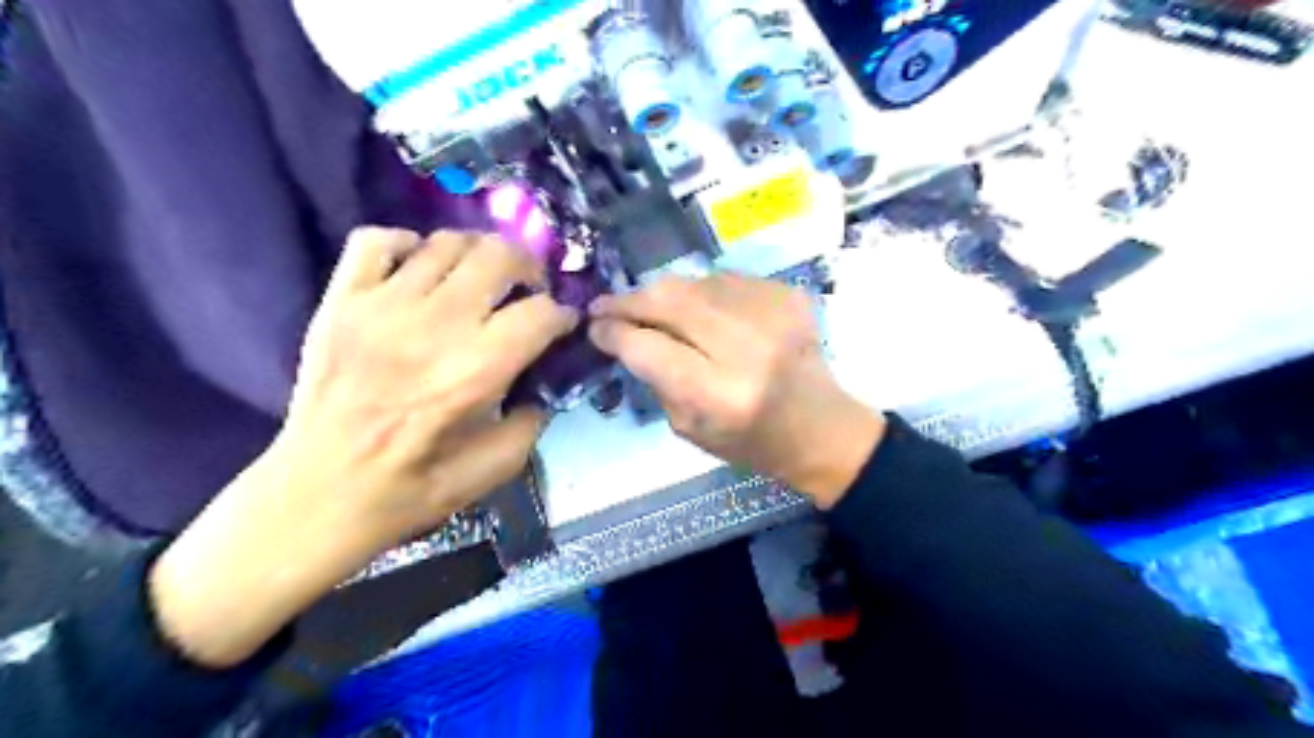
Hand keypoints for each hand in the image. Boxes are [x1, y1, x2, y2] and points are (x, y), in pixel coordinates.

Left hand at [148, 228, 574, 669]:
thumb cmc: (411, 488)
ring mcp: (381, 306)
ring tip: (479, 280)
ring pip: (446, 241)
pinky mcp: (340, 301)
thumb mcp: (495, 470)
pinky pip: (376, 240)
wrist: (317, 494)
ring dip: (477, 255)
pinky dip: (407, 244)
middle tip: (527, 290)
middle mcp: (434, 325)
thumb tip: (541, 384)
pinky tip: (418, 271)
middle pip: (500, 256)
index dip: (563, 315)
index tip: (561, 326)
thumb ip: (533, 421)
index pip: (541, 312)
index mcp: (476, 371)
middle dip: (529, 268)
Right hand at [587, 275, 880, 510]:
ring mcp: (770, 314)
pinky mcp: (786, 295)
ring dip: (662, 293)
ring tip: (650, 308)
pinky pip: (723, 280)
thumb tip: (625, 336)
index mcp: (719, 395)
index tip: (594, 327)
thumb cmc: (751, 442)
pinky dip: (701, 292)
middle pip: (669, 302)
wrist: (821, 426)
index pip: (647, 347)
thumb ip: (654, 380)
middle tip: (607, 306)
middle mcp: (745, 348)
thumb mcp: (689, 430)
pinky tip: (699, 311)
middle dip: (628, 300)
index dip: (613, 332)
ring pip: (693, 282)